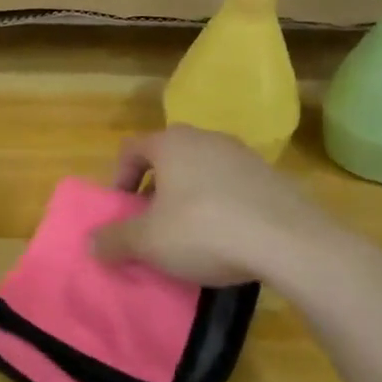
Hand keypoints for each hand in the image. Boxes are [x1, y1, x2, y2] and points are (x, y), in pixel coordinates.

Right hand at [90, 125, 362, 293]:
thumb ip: (114, 240)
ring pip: (202, 170)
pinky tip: (227, 237)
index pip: (131, 149)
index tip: (122, 208)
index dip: (119, 177)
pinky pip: (233, 186)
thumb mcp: (148, 242)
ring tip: (189, 232)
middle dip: (155, 188)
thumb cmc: (204, 231)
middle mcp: (206, 138)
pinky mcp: (273, 177)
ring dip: (188, 196)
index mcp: (171, 144)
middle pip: (168, 158)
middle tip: (152, 221)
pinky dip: (221, 204)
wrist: (291, 243)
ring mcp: (243, 155)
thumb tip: (91, 243)